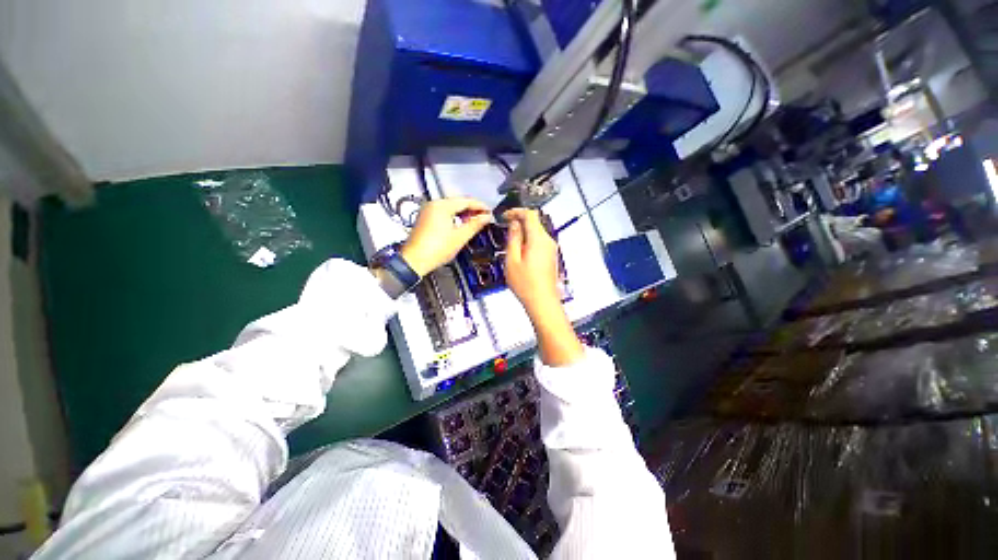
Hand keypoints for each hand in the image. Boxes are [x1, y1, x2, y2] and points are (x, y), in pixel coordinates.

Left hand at [400, 197, 491, 275]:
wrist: (414, 261)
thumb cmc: (437, 249)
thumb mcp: (460, 237)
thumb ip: (475, 225)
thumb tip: (487, 217)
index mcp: (442, 205)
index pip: (466, 201)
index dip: (480, 206)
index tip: (490, 211)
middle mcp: (433, 204)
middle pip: (457, 202)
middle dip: (471, 209)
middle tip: (484, 218)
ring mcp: (427, 210)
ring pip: (450, 207)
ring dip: (463, 213)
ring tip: (474, 222)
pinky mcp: (425, 218)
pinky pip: (443, 212)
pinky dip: (453, 216)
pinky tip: (460, 224)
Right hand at [503, 209, 559, 318]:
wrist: (543, 302)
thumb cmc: (525, 284)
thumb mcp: (512, 260)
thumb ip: (513, 239)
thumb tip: (514, 224)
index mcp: (538, 239)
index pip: (530, 214)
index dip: (516, 211)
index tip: (505, 216)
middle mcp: (548, 241)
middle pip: (535, 222)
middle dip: (520, 222)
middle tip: (506, 230)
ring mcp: (551, 249)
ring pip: (537, 232)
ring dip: (524, 232)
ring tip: (511, 244)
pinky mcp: (551, 256)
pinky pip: (540, 242)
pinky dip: (529, 241)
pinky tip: (520, 253)